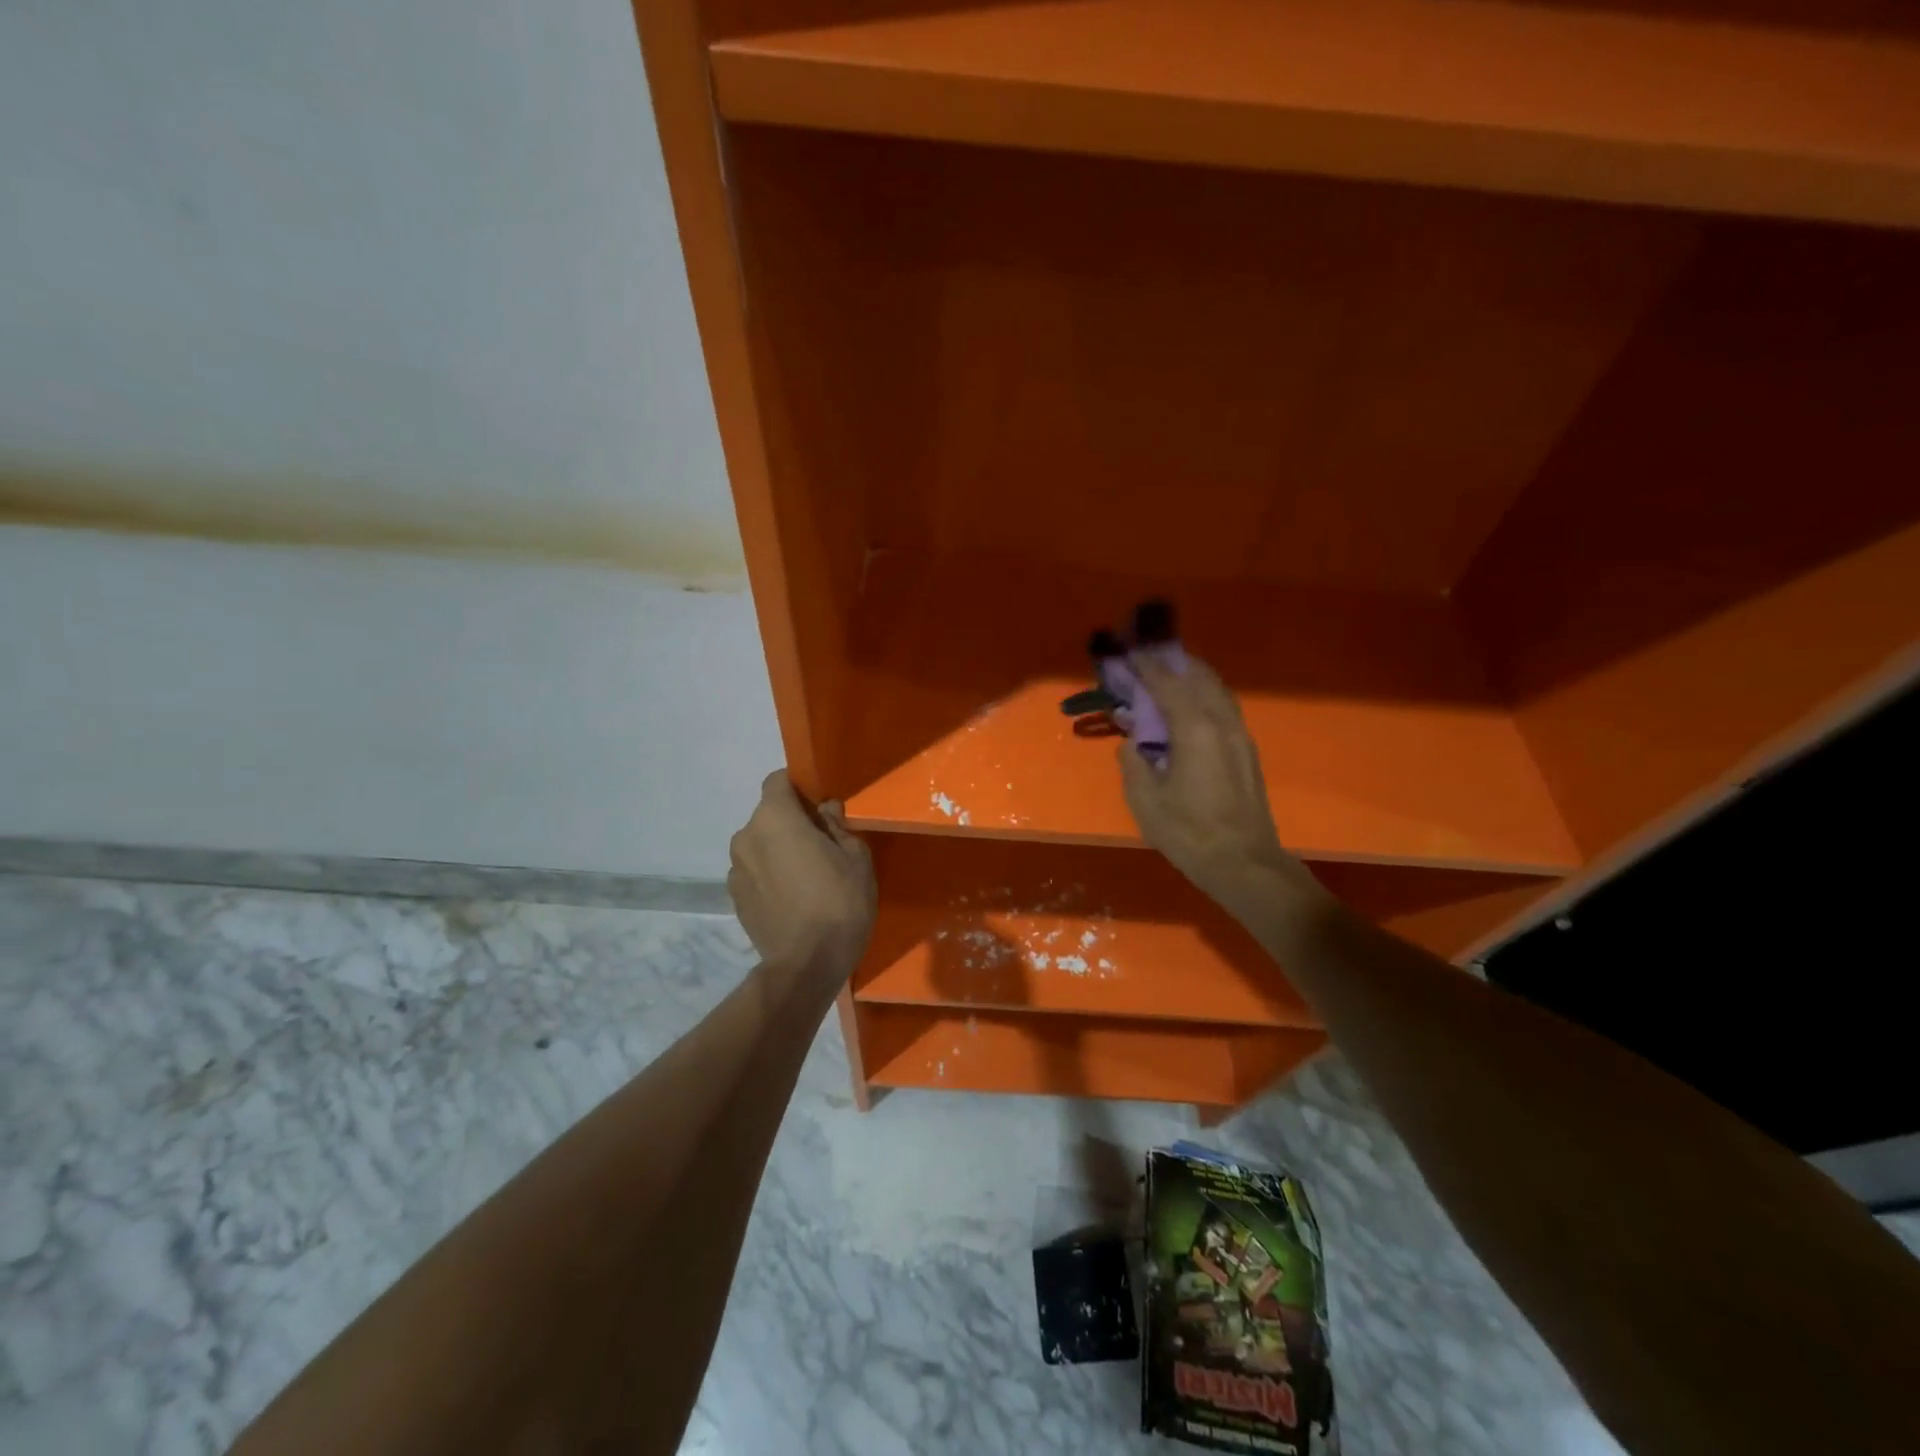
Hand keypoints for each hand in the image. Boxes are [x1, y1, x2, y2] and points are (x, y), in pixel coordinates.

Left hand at [728, 770, 876, 981]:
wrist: (806, 965)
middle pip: (768, 814)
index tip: (820, 806)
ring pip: (760, 845)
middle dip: (791, 822)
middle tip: (821, 844)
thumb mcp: (856, 857)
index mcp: (774, 817)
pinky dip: (770, 875)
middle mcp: (746, 836)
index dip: (799, 788)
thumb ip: (837, 825)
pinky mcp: (734, 898)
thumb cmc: (838, 902)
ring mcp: (735, 869)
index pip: (777, 781)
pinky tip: (792, 898)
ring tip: (806, 876)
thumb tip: (825, 810)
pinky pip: (754, 872)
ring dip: (778, 850)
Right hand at [1118, 657, 1323, 914]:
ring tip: (1168, 675)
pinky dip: (1203, 696)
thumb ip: (1134, 763)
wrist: (1244, 863)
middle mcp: (1221, 722)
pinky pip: (1223, 707)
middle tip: (1148, 657)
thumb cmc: (1189, 832)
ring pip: (1216, 690)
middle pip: (1198, 676)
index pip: (1167, 683)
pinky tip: (1190, 708)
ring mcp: (1239, 735)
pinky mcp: (1247, 751)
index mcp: (1194, 729)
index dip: (1146, 665)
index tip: (1128, 651)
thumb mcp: (1145, 801)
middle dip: (1173, 662)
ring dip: (1192, 676)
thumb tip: (1132, 743)